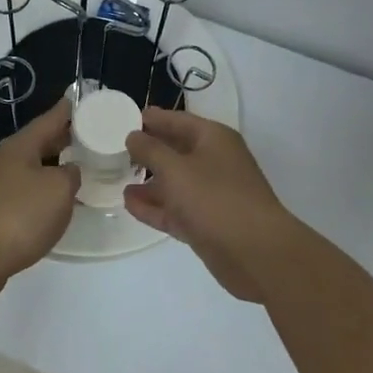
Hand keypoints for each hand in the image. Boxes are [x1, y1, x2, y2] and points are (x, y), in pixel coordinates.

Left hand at [0, 97, 79, 297]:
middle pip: (39, 143)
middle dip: (62, 139)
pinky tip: (54, 204)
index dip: (68, 110)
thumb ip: (70, 175)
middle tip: (89, 136)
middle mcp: (5, 160)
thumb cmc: (19, 215)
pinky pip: (24, 192)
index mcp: (21, 146)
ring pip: (31, 168)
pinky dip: (42, 192)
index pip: (50, 119)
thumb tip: (67, 172)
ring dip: (52, 167)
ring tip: (78, 170)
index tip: (83, 101)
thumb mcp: (58, 190)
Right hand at [124, 109, 302, 300]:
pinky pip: (176, 209)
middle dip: (148, 151)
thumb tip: (133, 136)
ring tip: (118, 179)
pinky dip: (155, 206)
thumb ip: (150, 150)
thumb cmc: (215, 199)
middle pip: (176, 150)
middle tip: (115, 150)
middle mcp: (214, 162)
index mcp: (213, 139)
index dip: (151, 119)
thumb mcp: (175, 169)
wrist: (257, 254)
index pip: (177, 120)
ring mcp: (212, 195)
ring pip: (175, 182)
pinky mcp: (207, 223)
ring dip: (149, 181)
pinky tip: (129, 204)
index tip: (123, 119)